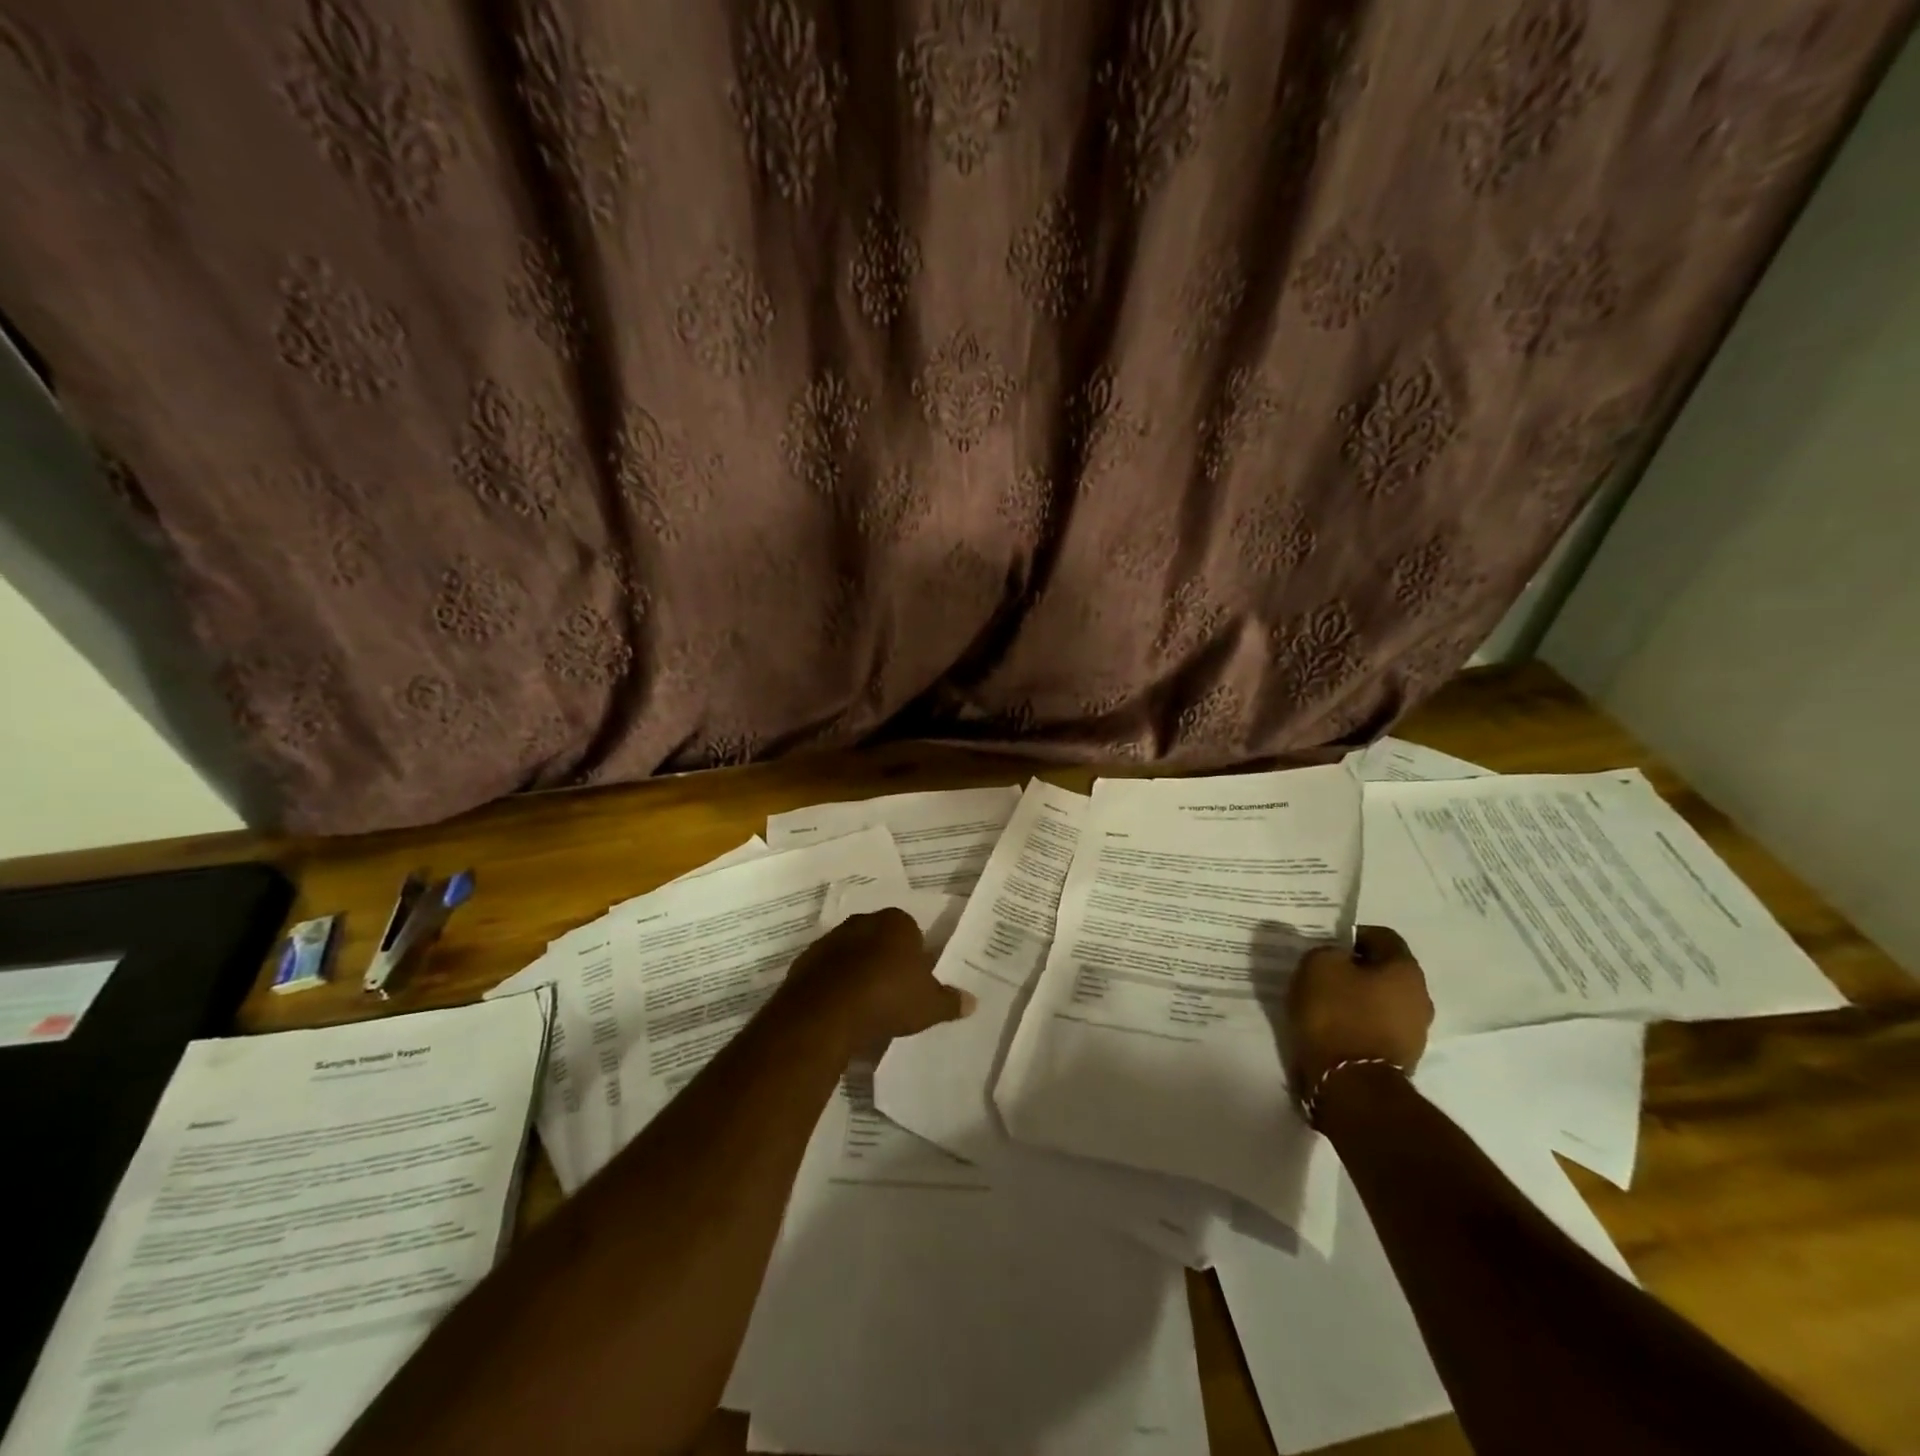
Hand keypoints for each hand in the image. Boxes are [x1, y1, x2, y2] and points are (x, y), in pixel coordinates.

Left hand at [783, 908, 973, 1047]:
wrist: (827, 1012)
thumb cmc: (888, 997)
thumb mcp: (929, 1005)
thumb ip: (950, 1001)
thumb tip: (972, 1001)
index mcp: (896, 922)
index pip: (911, 931)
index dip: (915, 955)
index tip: (916, 980)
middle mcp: (862, 922)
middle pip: (880, 938)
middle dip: (886, 959)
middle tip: (894, 992)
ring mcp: (830, 939)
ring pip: (852, 952)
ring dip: (858, 971)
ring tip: (867, 1005)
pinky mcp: (806, 961)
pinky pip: (828, 971)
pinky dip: (835, 985)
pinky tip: (843, 1010)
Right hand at [1285, 925, 1433, 1098]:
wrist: (1350, 1084)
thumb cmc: (1337, 1014)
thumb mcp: (1318, 965)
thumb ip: (1328, 951)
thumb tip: (1337, 957)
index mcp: (1406, 970)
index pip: (1382, 936)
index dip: (1352, 935)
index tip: (1327, 945)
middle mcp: (1420, 998)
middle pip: (1384, 971)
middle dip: (1355, 969)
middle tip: (1323, 972)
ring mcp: (1415, 1032)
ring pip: (1381, 1001)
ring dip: (1356, 998)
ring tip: (1323, 1003)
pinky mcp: (1400, 1058)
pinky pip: (1376, 1028)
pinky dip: (1356, 1024)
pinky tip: (1331, 1028)